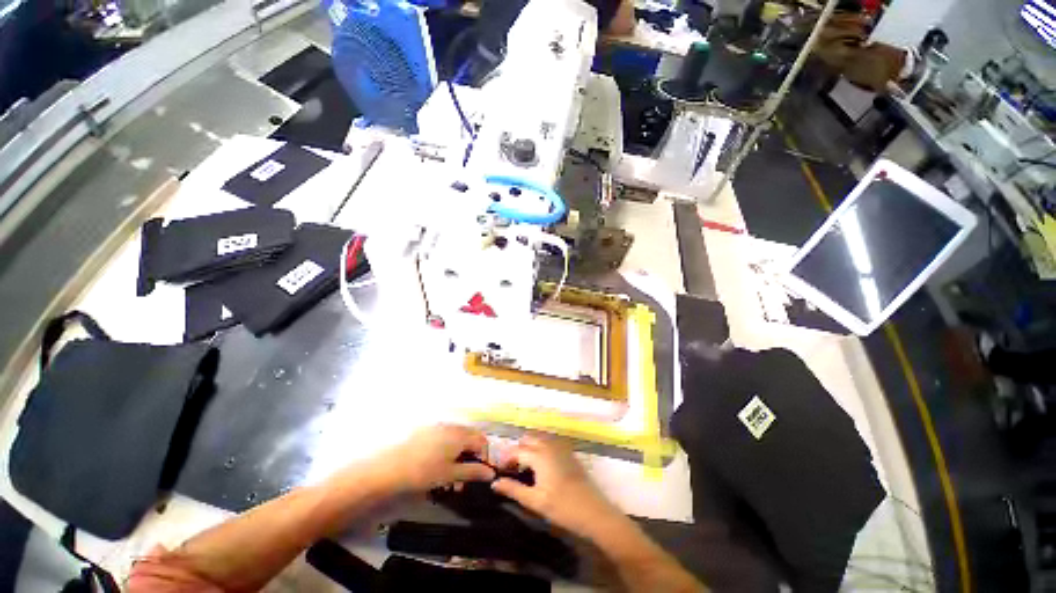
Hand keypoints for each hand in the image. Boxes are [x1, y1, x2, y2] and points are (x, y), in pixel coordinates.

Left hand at [369, 425, 495, 494]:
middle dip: (471, 456)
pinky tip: (438, 466)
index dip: (484, 456)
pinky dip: (447, 450)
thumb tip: (491, 473)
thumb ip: (473, 472)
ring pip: (456, 438)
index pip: (482, 440)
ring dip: (459, 455)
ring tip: (450, 477)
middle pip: (469, 437)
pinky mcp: (426, 431)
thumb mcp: (451, 474)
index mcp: (460, 434)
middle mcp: (451, 426)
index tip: (480, 473)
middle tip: (464, 478)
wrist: (389, 468)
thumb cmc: (424, 472)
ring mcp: (438, 427)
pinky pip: (444, 437)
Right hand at [491, 435, 621, 539]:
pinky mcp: (568, 451)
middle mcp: (548, 444)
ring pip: (538, 438)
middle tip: (512, 470)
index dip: (505, 459)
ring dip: (528, 447)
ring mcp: (560, 446)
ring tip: (525, 467)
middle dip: (517, 451)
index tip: (499, 472)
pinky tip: (541, 465)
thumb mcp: (535, 501)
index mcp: (539, 454)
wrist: (593, 511)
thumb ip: (513, 489)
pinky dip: (540, 447)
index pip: (516, 450)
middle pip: (527, 439)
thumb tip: (494, 483)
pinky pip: (549, 441)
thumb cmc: (562, 507)